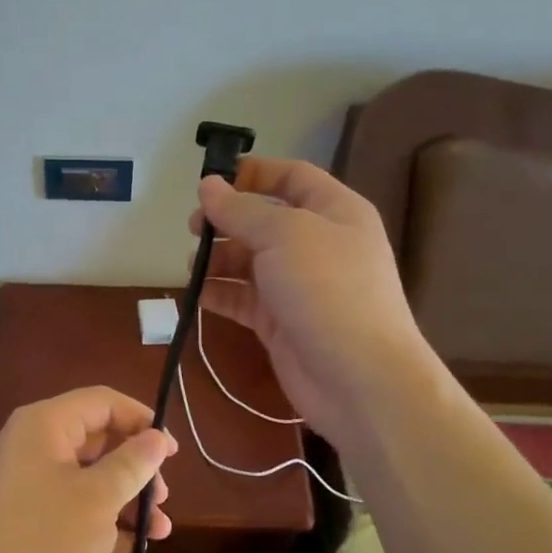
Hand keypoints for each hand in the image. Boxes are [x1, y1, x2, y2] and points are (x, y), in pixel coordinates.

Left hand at [0, 387, 176, 552]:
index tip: (172, 451)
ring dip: (126, 498)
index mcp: (45, 424)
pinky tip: (136, 546)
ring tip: (161, 529)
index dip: (141, 419)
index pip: (102, 401)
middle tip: (164, 496)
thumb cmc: (43, 539)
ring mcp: (27, 482)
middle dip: (136, 466)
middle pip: (97, 439)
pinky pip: (73, 505)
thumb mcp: (98, 499)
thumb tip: (157, 437)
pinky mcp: (26, 517)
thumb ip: (132, 464)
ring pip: (88, 476)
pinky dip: (104, 520)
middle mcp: (33, 445)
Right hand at [190, 156, 428, 445]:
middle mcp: (318, 244)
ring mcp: (300, 286)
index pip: (292, 176)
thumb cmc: (328, 290)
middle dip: (227, 221)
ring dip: (219, 259)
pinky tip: (197, 294)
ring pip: (250, 261)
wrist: (359, 379)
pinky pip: (244, 298)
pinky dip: (220, 293)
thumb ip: (241, 210)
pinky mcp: (282, 322)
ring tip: (192, 266)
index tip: (211, 181)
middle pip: (265, 220)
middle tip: (193, 228)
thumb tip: (208, 185)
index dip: (253, 173)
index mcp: (334, 211)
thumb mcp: (284, 235)